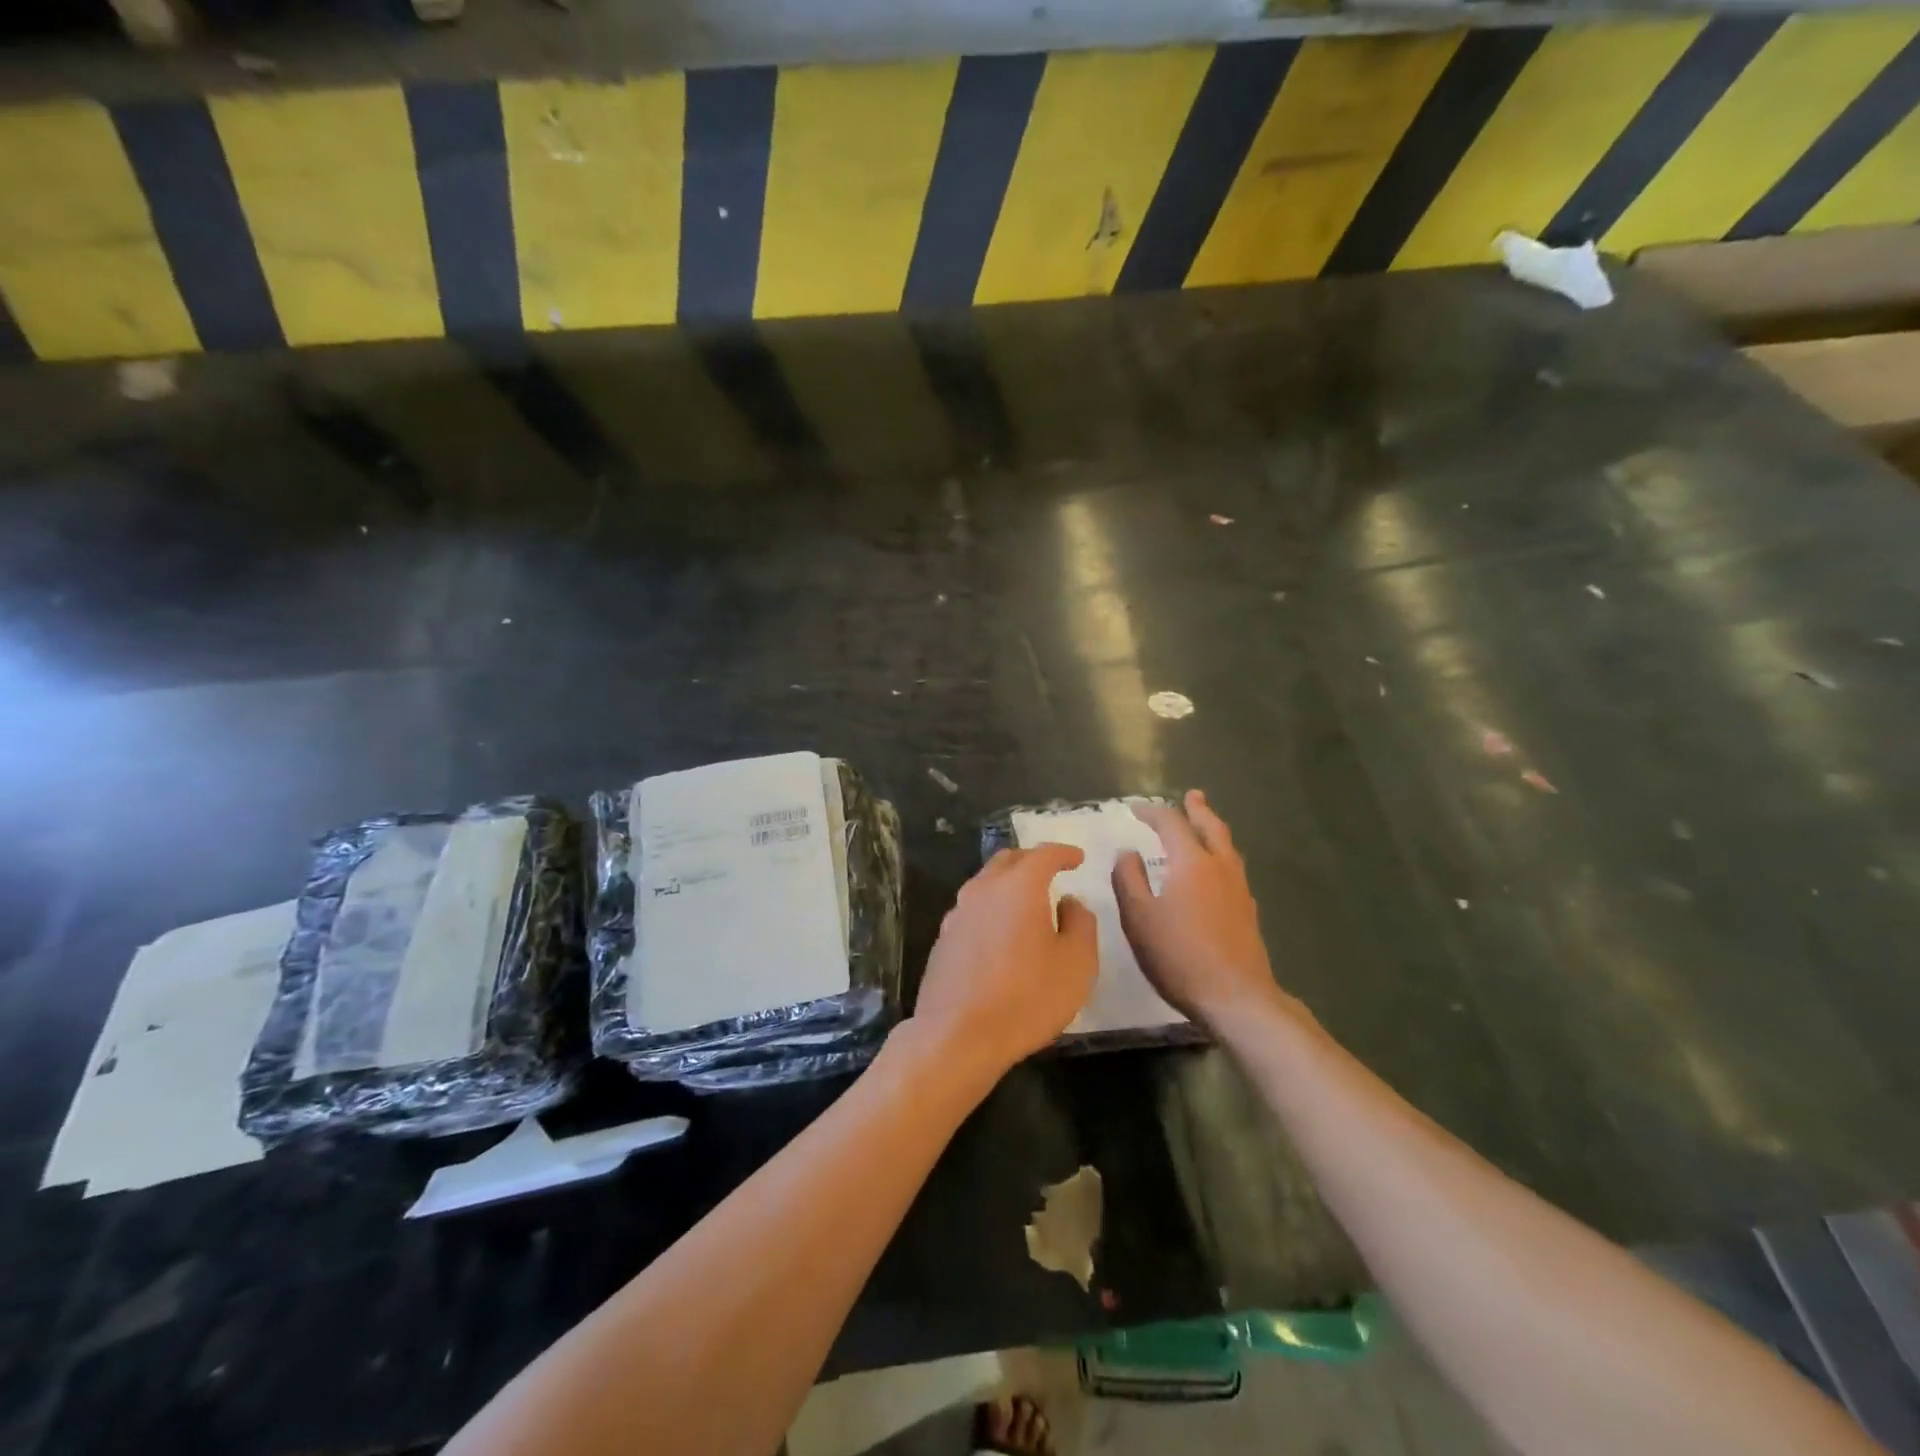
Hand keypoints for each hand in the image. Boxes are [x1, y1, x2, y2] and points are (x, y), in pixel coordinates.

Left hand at [911, 845, 1099, 1078]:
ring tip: (1026, 901)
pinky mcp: (943, 940)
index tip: (1078, 858)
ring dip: (1007, 884)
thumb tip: (1069, 902)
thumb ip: (1080, 924)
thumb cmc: (1027, 998)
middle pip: (1007, 861)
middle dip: (1032, 861)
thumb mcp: (1076, 963)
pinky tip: (1000, 932)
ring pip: (985, 883)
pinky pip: (972, 910)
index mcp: (1018, 887)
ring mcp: (957, 914)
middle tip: (1051, 872)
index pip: (1044, 855)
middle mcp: (983, 890)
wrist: (957, 1036)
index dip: (1063, 853)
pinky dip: (991, 909)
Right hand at [1113, 790, 1278, 1027]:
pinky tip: (1216, 870)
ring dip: (1213, 830)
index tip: (1135, 809)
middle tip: (1192, 795)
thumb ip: (1129, 879)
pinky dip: (1221, 854)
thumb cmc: (1179, 955)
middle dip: (1198, 809)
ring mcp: (1239, 888)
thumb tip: (1127, 852)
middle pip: (1211, 827)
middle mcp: (1220, 866)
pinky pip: (1233, 867)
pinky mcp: (1248, 910)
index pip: (1171, 823)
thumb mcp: (1139, 917)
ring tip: (1205, 825)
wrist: (1236, 997)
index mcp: (1191, 862)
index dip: (1152, 812)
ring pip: (1227, 847)